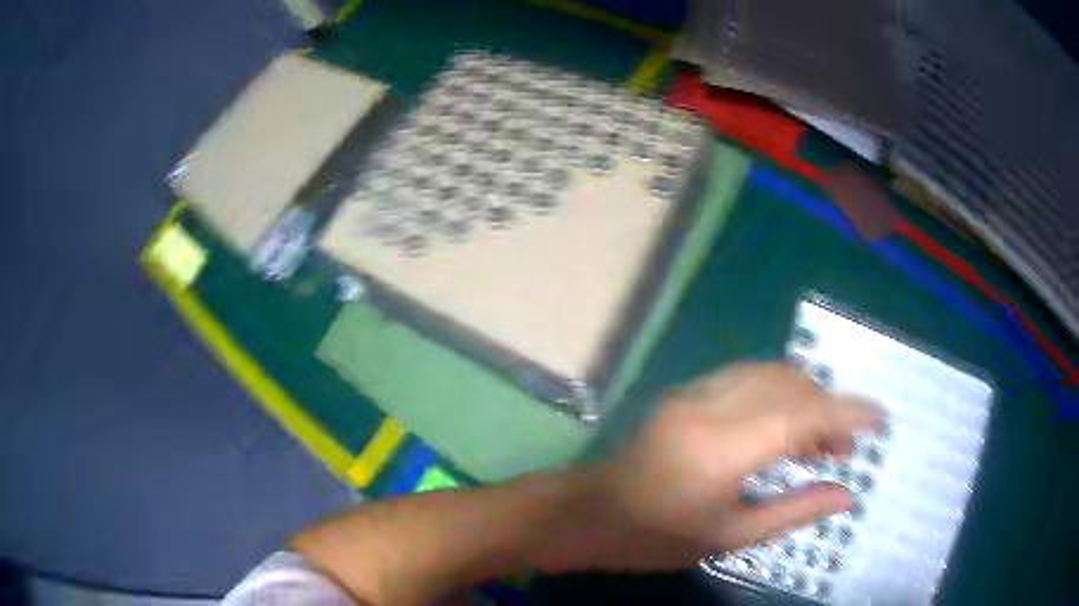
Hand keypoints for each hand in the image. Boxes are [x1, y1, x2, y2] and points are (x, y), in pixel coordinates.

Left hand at [549, 362, 879, 572]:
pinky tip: (785, 424)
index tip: (880, 419)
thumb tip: (847, 494)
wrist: (590, 514)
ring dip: (805, 397)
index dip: (847, 413)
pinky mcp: (686, 391)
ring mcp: (694, 392)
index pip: (802, 414)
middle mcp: (711, 406)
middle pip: (790, 385)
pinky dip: (778, 393)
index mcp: (722, 448)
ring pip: (770, 374)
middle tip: (844, 448)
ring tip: (819, 440)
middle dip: (828, 409)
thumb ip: (795, 511)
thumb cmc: (657, 538)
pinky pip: (746, 377)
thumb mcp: (731, 536)